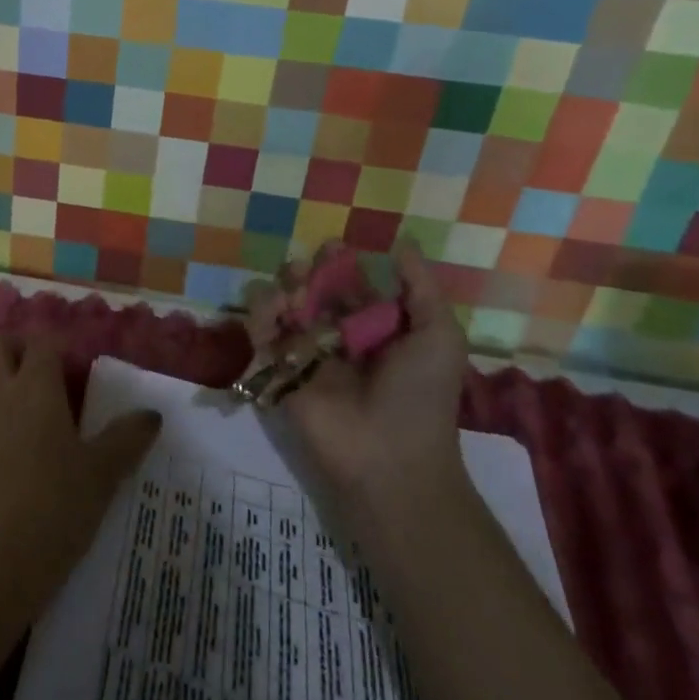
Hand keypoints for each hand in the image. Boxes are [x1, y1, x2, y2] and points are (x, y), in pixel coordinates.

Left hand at [0, 336, 160, 632]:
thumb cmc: (53, 510)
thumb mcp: (101, 476)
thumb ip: (127, 438)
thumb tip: (152, 413)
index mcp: (34, 385)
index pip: (41, 341)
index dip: (59, 349)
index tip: (78, 374)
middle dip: (19, 350)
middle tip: (48, 380)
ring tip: (25, 408)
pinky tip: (5, 444)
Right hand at [279, 239, 469, 512]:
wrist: (391, 456)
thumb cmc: (420, 394)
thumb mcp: (438, 336)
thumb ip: (421, 288)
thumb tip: (403, 243)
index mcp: (374, 328)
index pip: (350, 286)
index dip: (339, 265)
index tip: (332, 247)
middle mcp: (337, 336)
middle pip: (311, 291)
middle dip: (305, 273)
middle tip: (303, 269)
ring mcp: (305, 352)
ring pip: (282, 306)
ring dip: (282, 290)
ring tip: (293, 294)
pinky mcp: (279, 369)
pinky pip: (261, 334)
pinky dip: (260, 315)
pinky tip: (274, 309)